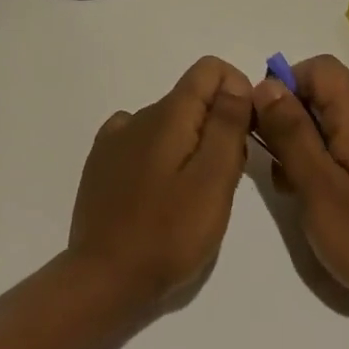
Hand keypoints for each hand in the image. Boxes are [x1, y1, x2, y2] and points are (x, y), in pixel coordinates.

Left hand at [68, 56, 254, 309]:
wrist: (104, 279)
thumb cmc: (169, 234)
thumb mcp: (213, 180)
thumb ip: (227, 125)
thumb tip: (235, 82)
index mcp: (167, 114)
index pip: (209, 69)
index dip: (237, 91)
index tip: (246, 134)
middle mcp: (138, 115)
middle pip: (192, 99)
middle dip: (218, 126)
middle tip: (224, 181)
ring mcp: (115, 140)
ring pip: (170, 123)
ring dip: (192, 146)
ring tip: (194, 197)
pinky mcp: (103, 164)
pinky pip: (144, 143)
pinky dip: (163, 157)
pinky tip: (162, 194)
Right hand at [250, 55, 348, 320]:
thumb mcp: (316, 185)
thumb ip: (290, 131)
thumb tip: (267, 85)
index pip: (318, 67)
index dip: (285, 85)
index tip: (265, 125)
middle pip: (323, 92)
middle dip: (290, 119)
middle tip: (276, 165)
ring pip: (330, 119)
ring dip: (302, 142)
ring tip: (291, 188)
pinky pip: (345, 142)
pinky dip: (322, 158)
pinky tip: (314, 196)